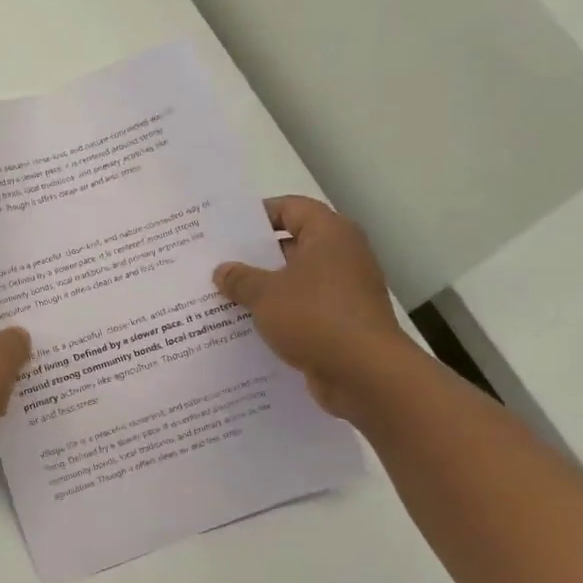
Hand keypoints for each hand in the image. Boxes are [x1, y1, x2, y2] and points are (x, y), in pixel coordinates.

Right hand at [213, 196, 409, 416]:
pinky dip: (279, 315)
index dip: (258, 214)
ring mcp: (344, 292)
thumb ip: (240, 279)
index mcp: (329, 235)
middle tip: (216, 263)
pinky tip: (247, 326)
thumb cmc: (315, 318)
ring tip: (223, 296)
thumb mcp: (265, 294)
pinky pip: (303, 310)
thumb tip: (223, 271)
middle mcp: (342, 257)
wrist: (366, 374)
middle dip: (255, 256)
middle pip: (292, 245)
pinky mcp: (342, 323)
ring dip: (264, 289)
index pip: (291, 208)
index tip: (226, 229)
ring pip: (295, 281)